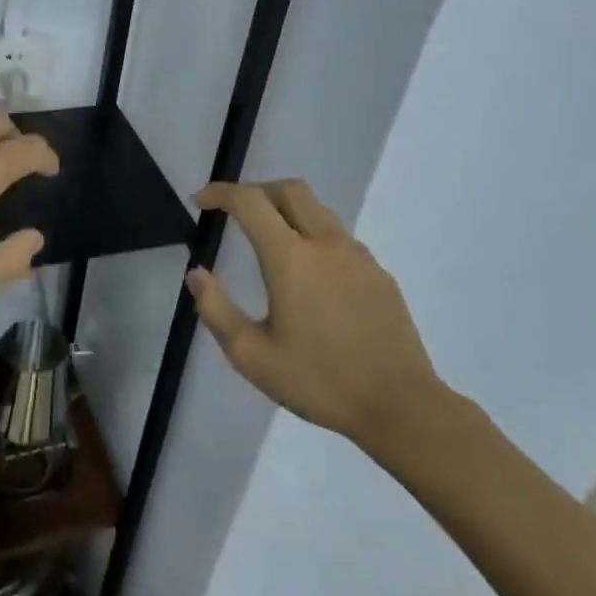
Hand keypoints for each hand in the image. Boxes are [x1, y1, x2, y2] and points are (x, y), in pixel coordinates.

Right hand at [189, 179, 453, 451]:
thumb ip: (216, 310)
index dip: (221, 193)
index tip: (201, 200)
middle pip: (290, 189)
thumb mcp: (252, 356)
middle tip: (233, 210)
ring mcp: (358, 255)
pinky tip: (309, 274)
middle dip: (256, 190)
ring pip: (318, 209)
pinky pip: (339, 236)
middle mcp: (326, 243)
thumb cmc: (319, 381)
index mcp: (291, 258)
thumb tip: (196, 274)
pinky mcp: (379, 273)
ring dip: (286, 209)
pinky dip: (313, 234)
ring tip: (268, 238)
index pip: (250, 202)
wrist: (400, 405)